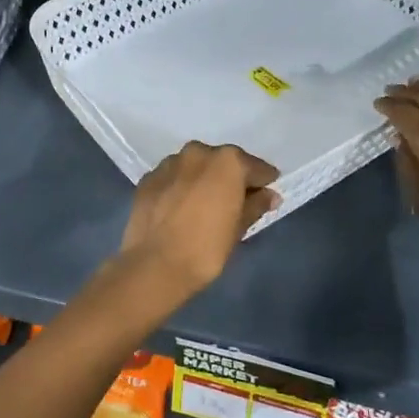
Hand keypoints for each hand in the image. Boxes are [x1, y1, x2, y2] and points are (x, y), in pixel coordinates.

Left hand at [114, 142, 279, 306]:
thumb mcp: (239, 228)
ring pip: (195, 167)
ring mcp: (169, 163)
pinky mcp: (148, 178)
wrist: (155, 265)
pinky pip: (173, 178)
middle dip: (231, 178)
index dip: (264, 182)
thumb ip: (256, 205)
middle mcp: (198, 152)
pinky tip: (181, 209)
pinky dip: (180, 188)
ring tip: (204, 205)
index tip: (267, 195)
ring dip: (203, 180)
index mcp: (227, 161)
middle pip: (223, 162)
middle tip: (235, 202)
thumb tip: (269, 195)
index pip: (255, 167)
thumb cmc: (207, 247)